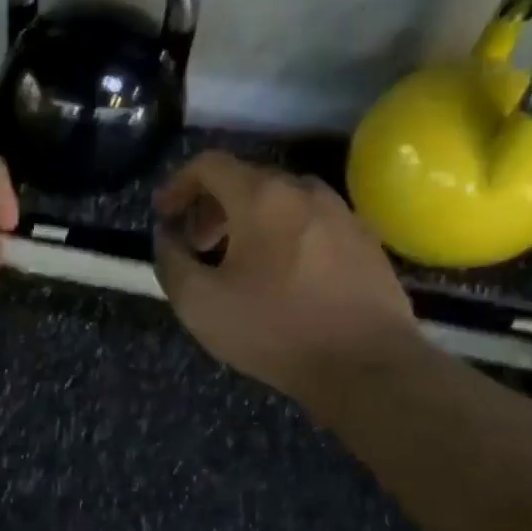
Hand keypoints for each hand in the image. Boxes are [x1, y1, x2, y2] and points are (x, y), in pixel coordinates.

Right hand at [154, 152, 416, 398]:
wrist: (367, 366)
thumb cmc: (274, 329)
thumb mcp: (198, 302)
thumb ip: (171, 260)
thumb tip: (168, 236)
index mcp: (262, 197)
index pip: (210, 164)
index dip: (178, 185)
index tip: (165, 216)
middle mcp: (305, 192)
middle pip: (247, 180)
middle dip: (211, 207)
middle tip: (197, 246)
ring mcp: (343, 214)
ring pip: (282, 201)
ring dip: (248, 220)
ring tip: (237, 262)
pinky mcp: (366, 242)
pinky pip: (311, 222)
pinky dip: (283, 234)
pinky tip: (281, 276)